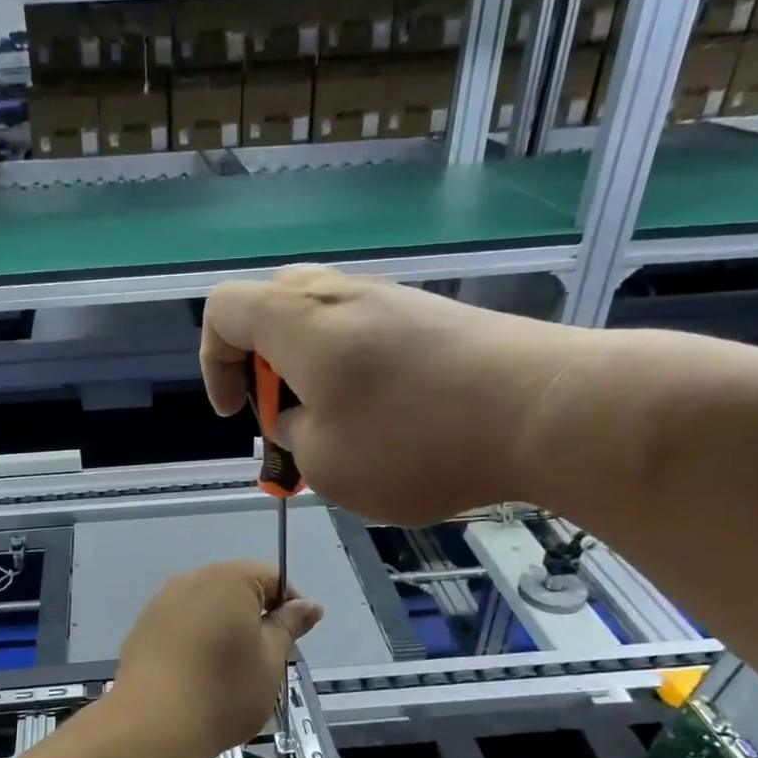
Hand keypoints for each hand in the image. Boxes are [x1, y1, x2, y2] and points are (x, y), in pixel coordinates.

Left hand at [114, 562, 321, 757]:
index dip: (290, 604)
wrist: (152, 725)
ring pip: (205, 607)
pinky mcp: (141, 630)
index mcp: (228, 580)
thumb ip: (288, 626)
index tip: (297, 637)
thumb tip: (309, 605)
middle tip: (267, 657)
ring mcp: (160, 604)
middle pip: (235, 588)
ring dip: (224, 629)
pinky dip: (196, 641)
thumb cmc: (224, 691)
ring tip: (231, 670)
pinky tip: (198, 675)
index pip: (271, 577)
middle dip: (255, 616)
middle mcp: (190, 581)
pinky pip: (180, 625)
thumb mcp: (270, 660)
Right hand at [201, 265, 594, 524]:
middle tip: (286, 414)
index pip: (223, 310)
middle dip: (263, 363)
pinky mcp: (435, 316)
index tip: (237, 413)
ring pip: (324, 321)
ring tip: (339, 429)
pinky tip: (390, 420)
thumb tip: (301, 417)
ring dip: (312, 371)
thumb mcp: (325, 464)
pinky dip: (356, 370)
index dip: (213, 362)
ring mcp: (394, 298)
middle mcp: (341, 293)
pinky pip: (369, 332)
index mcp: (297, 321)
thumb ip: (292, 436)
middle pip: (271, 305)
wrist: (544, 409)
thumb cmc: (414, 440)